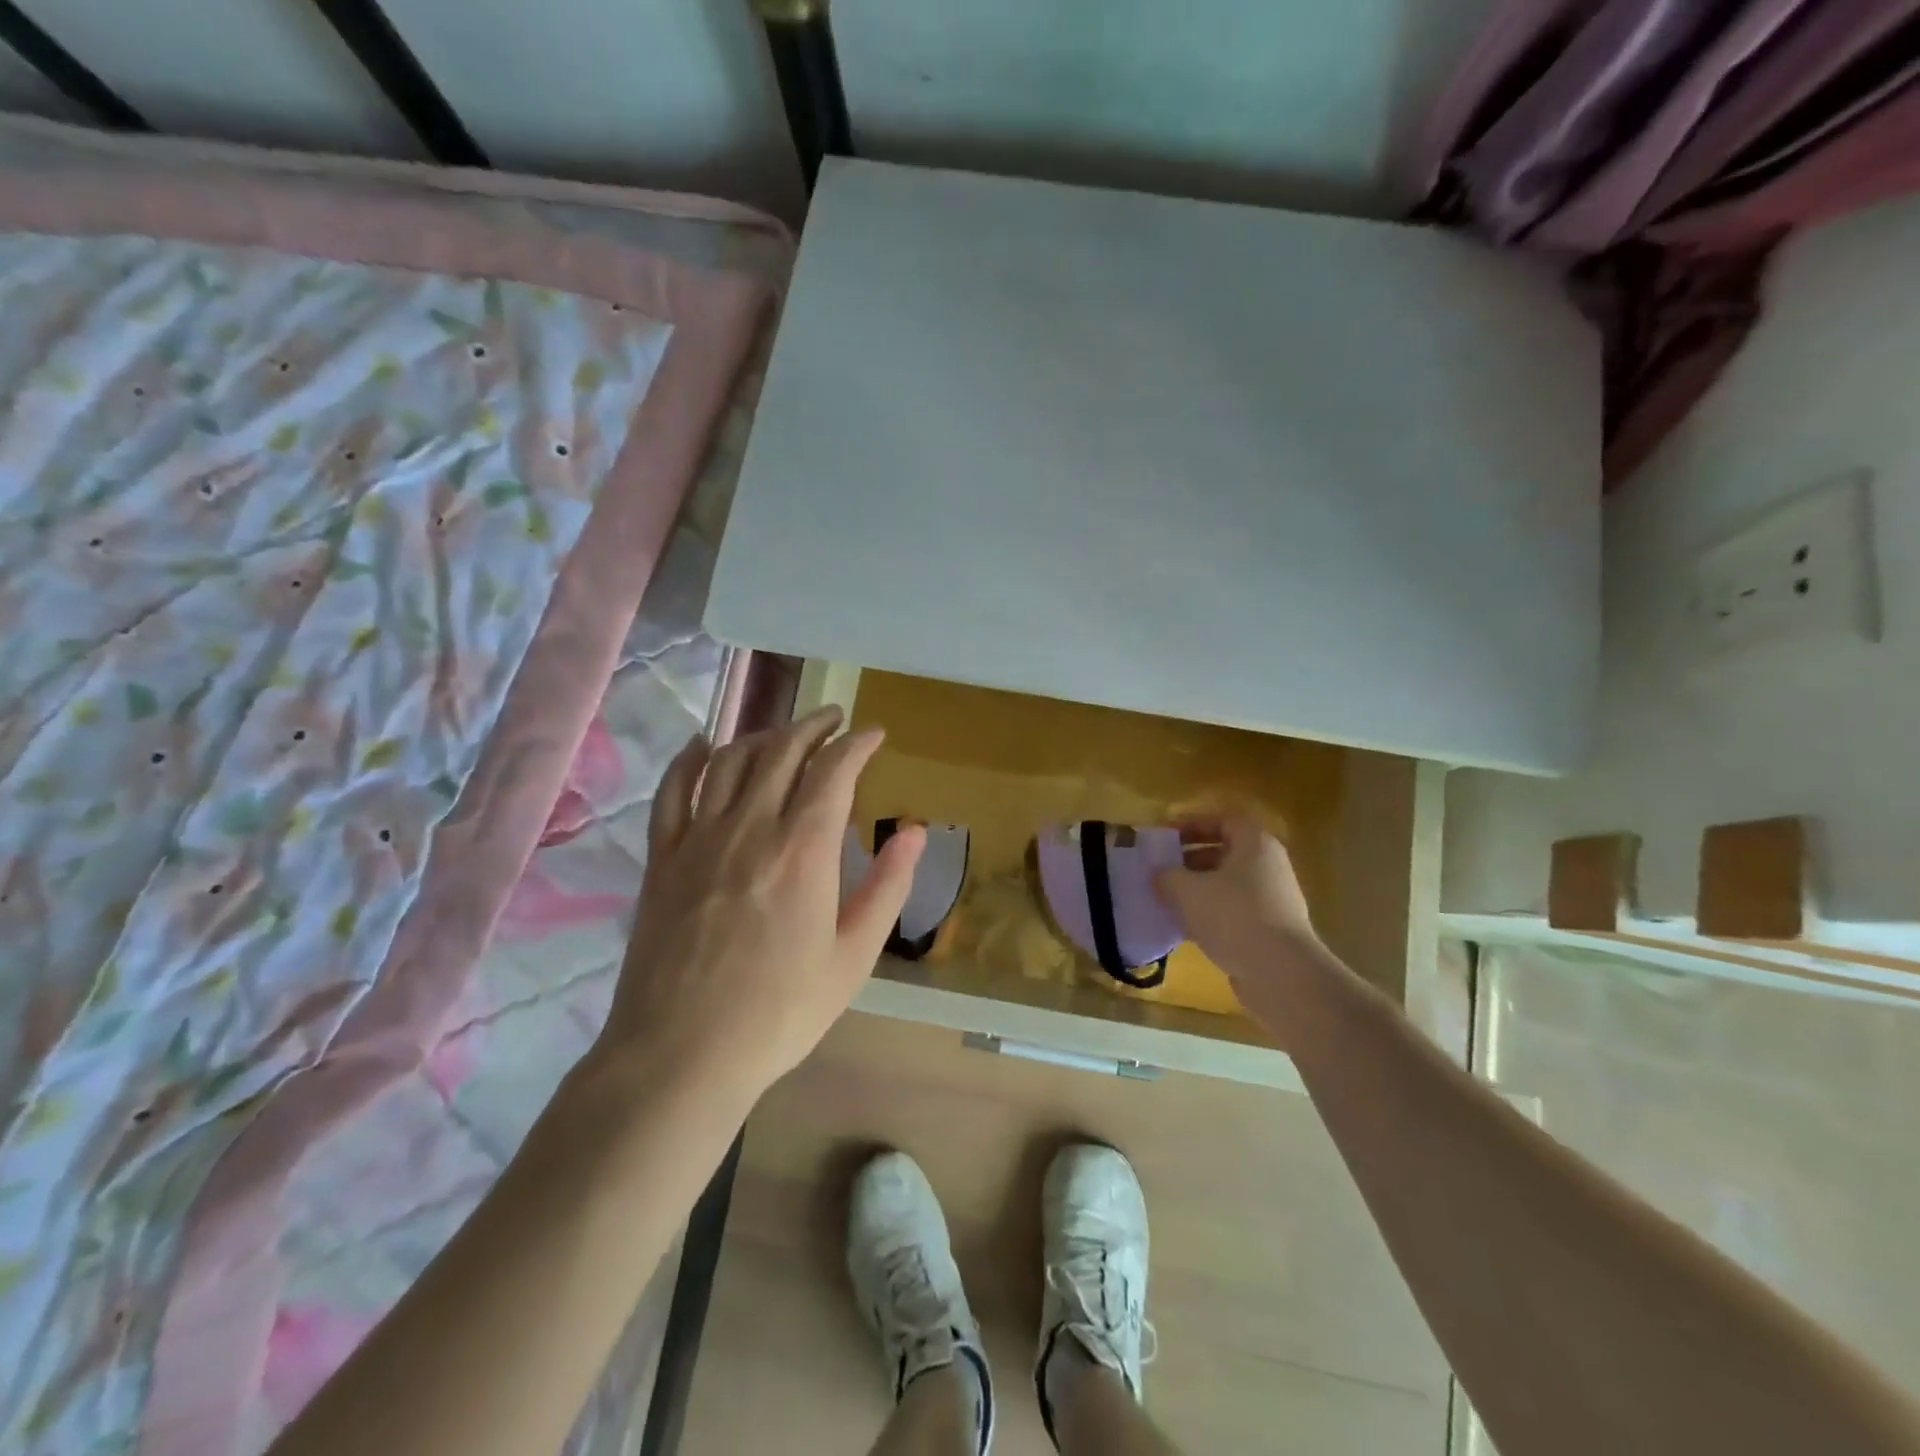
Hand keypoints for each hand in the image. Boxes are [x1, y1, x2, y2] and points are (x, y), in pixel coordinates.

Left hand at [597, 706, 924, 1100]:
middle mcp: (750, 828)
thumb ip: (888, 887)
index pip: (833, 770)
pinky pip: (673, 790)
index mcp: (803, 851)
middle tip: (834, 720)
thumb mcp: (853, 957)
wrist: (682, 1054)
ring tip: (784, 735)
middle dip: (814, 726)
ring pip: (730, 760)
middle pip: (782, 750)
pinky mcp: (663, 858)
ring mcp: (699, 838)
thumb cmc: (779, 1012)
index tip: (873, 734)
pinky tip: (702, 746)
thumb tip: (915, 832)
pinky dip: (690, 759)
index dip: (856, 743)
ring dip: (762, 736)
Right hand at [1154, 815, 1319, 986]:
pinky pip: (1234, 911)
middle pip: (1225, 853)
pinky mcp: (1272, 930)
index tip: (1165, 837)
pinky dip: (1211, 915)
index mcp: (1255, 843)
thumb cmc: (1233, 915)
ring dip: (1198, 890)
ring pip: (1228, 885)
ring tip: (1168, 900)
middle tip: (1162, 869)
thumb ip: (1166, 876)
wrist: (1280, 972)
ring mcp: (1274, 899)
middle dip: (1190, 860)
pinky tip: (1186, 929)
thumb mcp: (1187, 890)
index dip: (1190, 825)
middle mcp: (1269, 865)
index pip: (1221, 821)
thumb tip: (1158, 874)